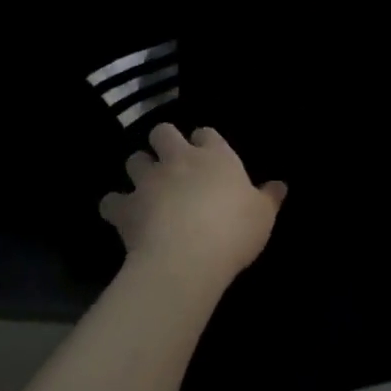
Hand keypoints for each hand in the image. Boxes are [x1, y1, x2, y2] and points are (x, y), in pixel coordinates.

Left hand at [99, 124, 285, 288]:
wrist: (187, 258)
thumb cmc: (233, 231)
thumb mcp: (263, 216)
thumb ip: (269, 198)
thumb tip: (280, 185)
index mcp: (215, 156)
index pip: (206, 133)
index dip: (204, 142)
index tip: (207, 155)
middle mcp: (179, 160)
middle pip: (163, 132)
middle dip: (163, 142)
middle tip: (171, 163)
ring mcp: (148, 181)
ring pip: (134, 159)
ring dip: (138, 169)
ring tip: (146, 187)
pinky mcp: (125, 207)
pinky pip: (111, 200)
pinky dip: (115, 206)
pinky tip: (122, 216)